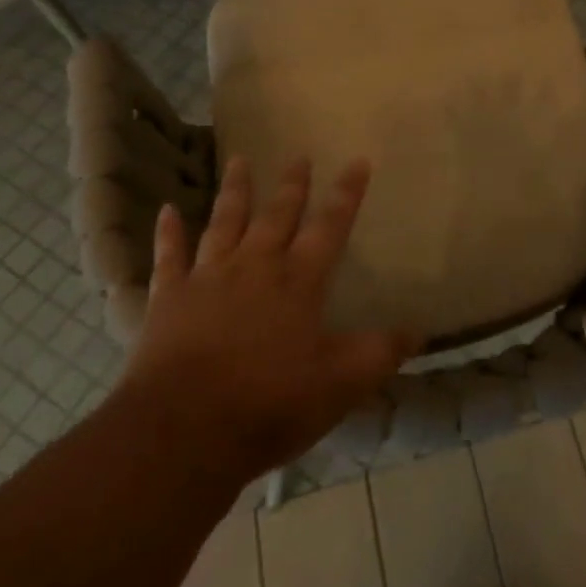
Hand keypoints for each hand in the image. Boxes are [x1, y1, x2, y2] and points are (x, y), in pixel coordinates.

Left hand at [111, 155, 420, 487]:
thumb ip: (381, 353)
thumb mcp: (341, 384)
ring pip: (225, 222)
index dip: (347, 194)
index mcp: (299, 281)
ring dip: (234, 191)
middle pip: (277, 215)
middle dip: (292, 185)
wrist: (184, 430)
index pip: (330, 227)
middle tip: (298, 155)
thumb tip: (419, 330)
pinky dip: (168, 232)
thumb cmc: (270, 404)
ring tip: (238, 159)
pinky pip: (169, 256)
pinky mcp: (169, 298)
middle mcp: (256, 266)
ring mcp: (209, 278)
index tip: (357, 161)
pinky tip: (166, 209)